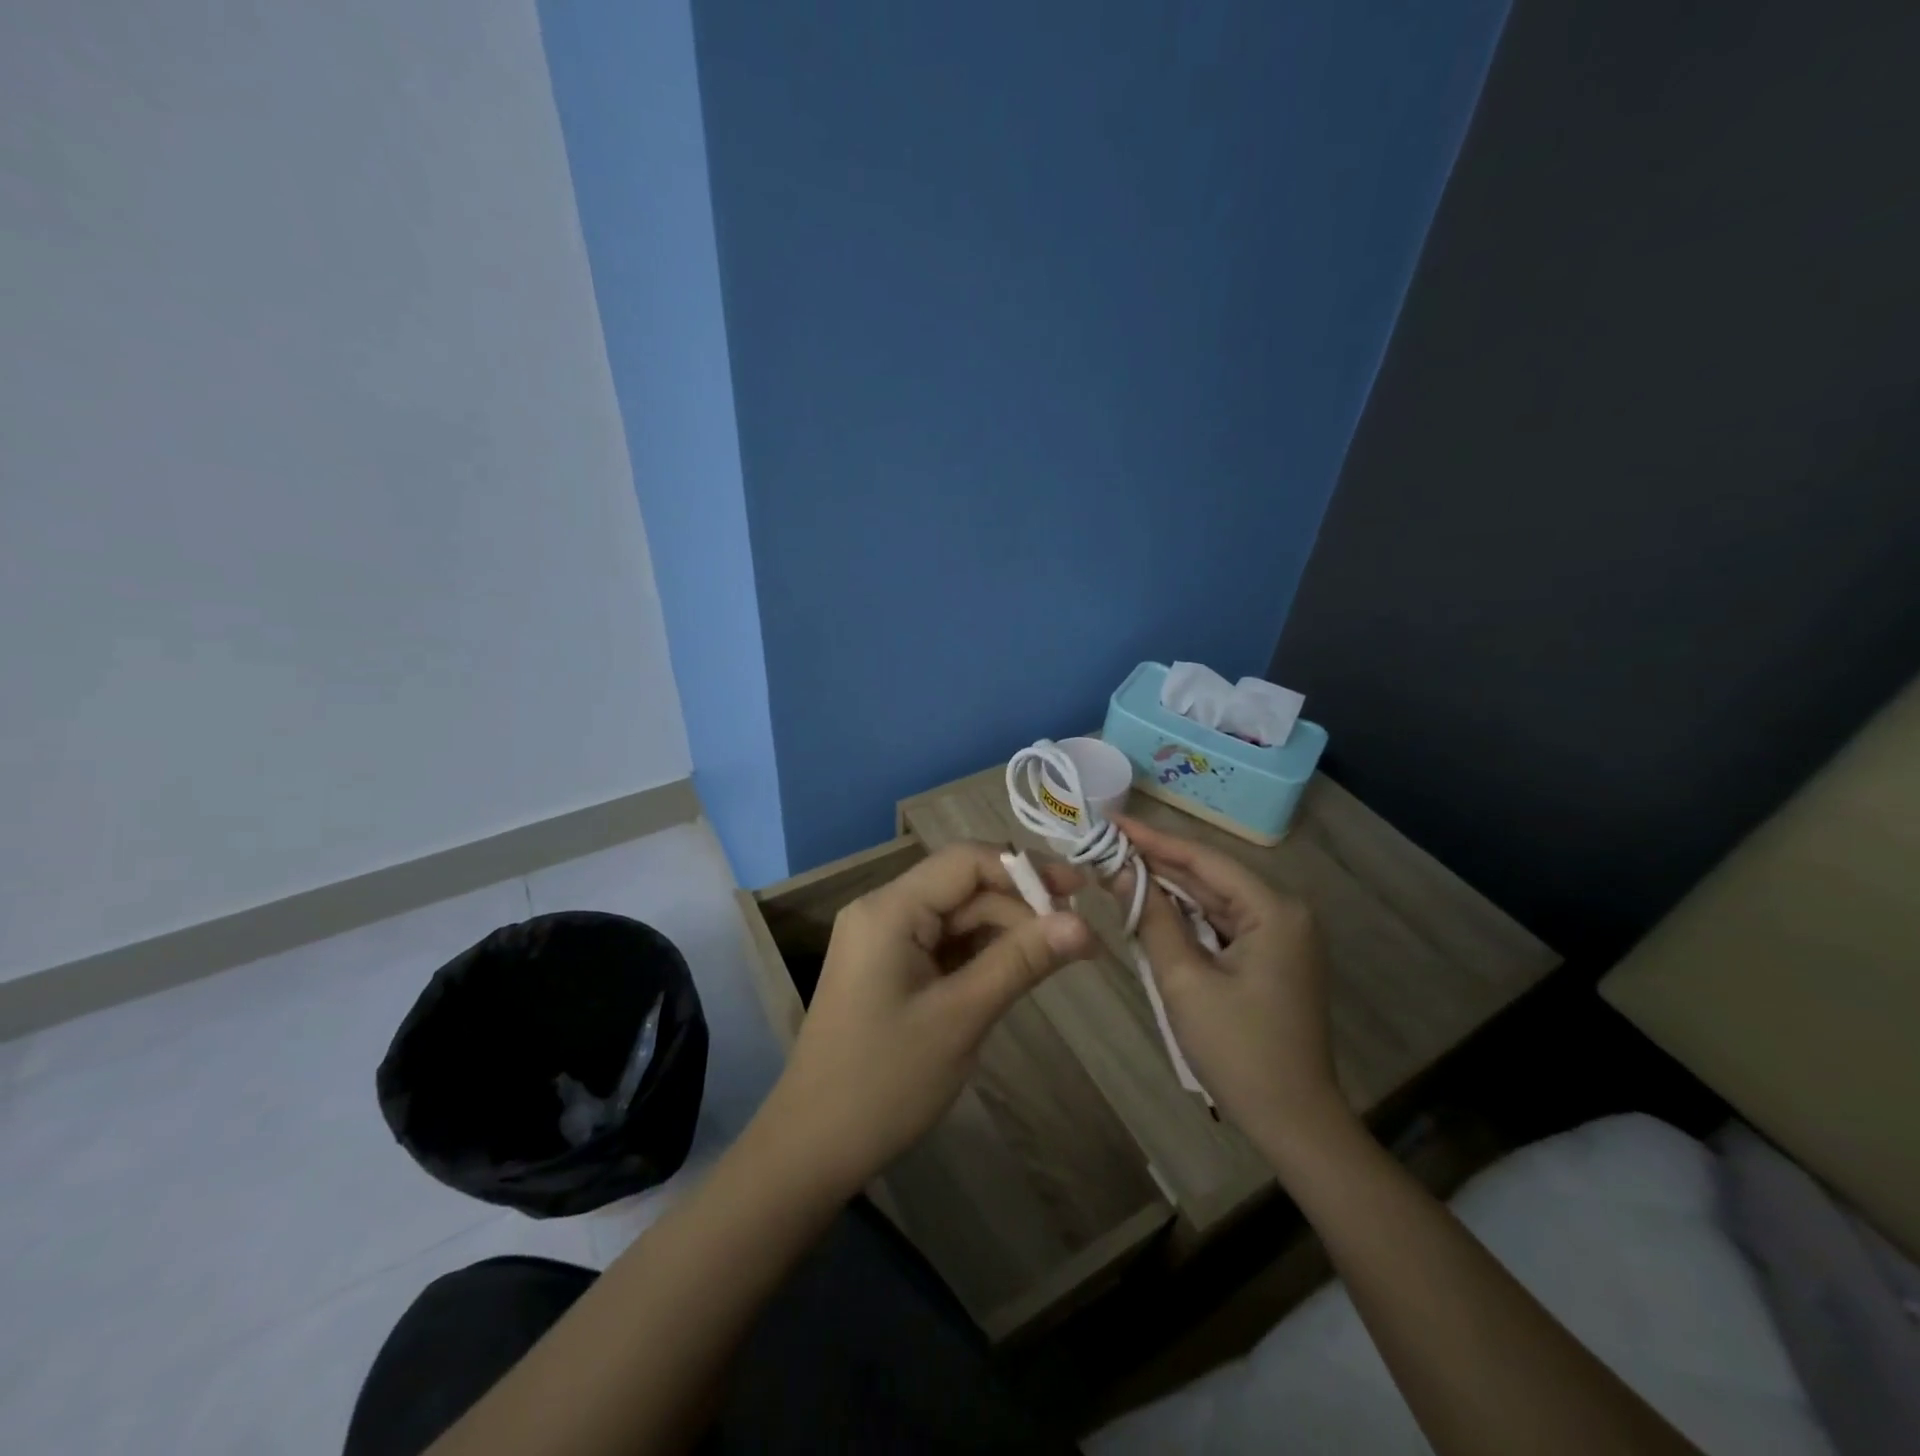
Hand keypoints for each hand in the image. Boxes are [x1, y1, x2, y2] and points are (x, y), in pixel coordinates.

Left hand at [761, 842, 1090, 1197]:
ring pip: (957, 915)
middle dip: (1020, 905)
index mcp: (889, 909)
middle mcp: (883, 910)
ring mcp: (883, 939)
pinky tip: (1017, 968)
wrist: (814, 1147)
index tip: (1080, 893)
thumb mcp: (962, 1017)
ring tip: (1059, 955)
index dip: (1026, 869)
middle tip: (1079, 938)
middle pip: (963, 886)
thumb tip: (1084, 923)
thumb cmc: (885, 1081)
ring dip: (1005, 930)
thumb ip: (1021, 960)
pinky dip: (981, 952)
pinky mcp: (889, 967)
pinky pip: (943, 943)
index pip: (966, 861)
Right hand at [1110, 814, 1351, 1152]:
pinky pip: (1221, 923)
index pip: (1203, 859)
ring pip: (1213, 899)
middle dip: (1157, 862)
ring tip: (1116, 869)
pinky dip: (1186, 917)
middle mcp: (1283, 911)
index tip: (1110, 822)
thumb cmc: (1238, 1050)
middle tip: (1105, 845)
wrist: (1294, 1122)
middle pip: (1210, 875)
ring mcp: (1281, 935)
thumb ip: (1151, 918)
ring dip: (1168, 889)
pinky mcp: (1271, 956)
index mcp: (1273, 910)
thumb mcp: (1184, 981)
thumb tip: (1117, 871)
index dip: (1153, 839)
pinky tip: (1150, 907)